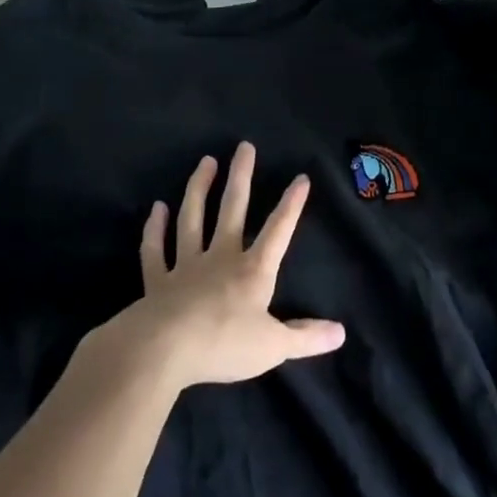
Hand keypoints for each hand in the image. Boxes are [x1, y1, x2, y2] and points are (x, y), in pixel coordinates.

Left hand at [107, 143, 344, 392]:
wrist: (163, 350)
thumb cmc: (224, 344)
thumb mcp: (273, 346)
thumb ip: (306, 338)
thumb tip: (341, 332)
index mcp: (253, 270)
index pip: (278, 230)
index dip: (292, 205)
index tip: (301, 177)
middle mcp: (220, 257)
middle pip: (232, 209)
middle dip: (241, 177)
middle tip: (244, 146)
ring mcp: (186, 265)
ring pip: (193, 218)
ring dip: (199, 188)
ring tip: (205, 162)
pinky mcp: (157, 280)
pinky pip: (155, 249)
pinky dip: (155, 229)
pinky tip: (157, 208)